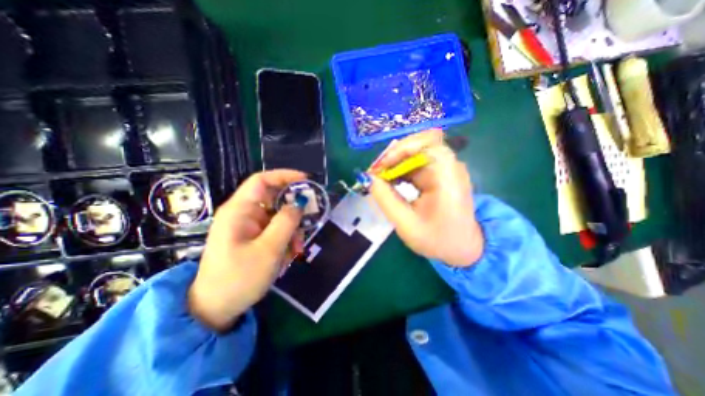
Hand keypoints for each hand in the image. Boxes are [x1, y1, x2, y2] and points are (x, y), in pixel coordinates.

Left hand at [189, 169, 307, 330]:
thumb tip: (300, 202)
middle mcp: (243, 213)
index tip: (306, 181)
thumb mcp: (269, 249)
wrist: (216, 309)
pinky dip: (286, 238)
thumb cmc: (239, 278)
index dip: (285, 176)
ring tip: (298, 248)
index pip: (262, 181)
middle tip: (309, 220)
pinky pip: (275, 229)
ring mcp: (249, 226)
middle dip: (293, 210)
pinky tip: (290, 254)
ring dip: (292, 229)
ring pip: (278, 216)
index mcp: (239, 210)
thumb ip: (286, 222)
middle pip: (274, 198)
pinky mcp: (253, 237)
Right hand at [366, 128, 481, 267]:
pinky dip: (399, 170)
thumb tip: (368, 178)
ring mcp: (444, 169)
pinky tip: (389, 182)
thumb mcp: (406, 224)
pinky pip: (415, 164)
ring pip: (414, 153)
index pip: (428, 142)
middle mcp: (449, 166)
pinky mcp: (438, 174)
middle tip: (374, 173)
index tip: (381, 167)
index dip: (401, 149)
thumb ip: (386, 199)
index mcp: (448, 177)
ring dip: (393, 163)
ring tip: (378, 179)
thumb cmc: (438, 240)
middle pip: (418, 145)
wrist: (462, 248)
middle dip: (392, 156)